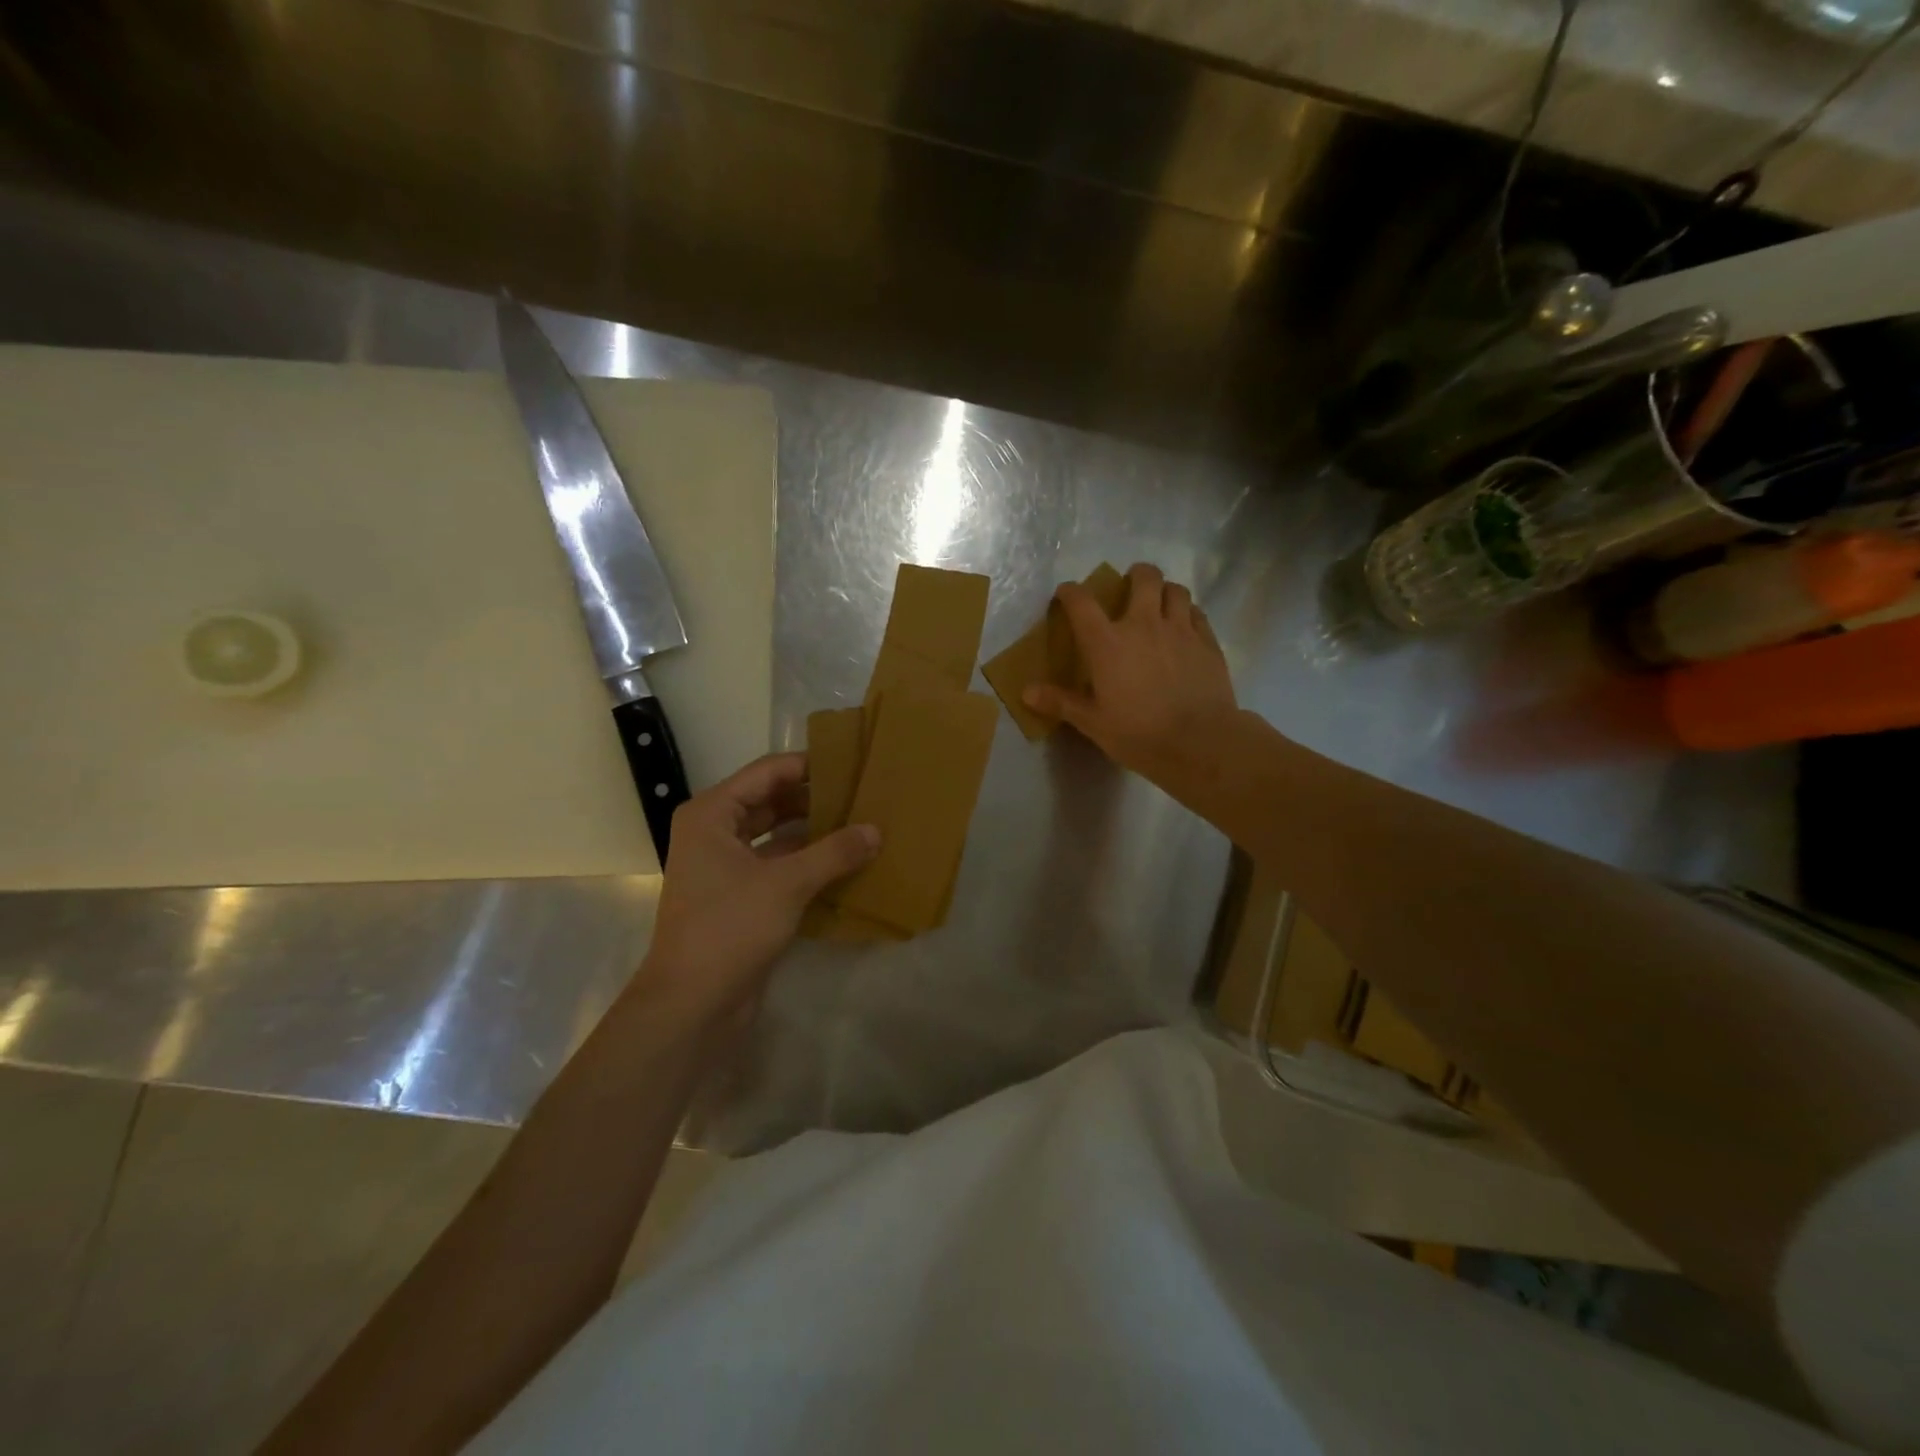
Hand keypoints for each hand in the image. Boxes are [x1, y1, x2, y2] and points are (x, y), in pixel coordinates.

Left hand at [632, 753, 879, 1029]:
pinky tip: (846, 862)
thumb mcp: (787, 884)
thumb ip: (834, 852)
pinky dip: (808, 861)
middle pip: (772, 801)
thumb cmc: (729, 928)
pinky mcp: (740, 896)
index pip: (767, 772)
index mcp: (712, 814)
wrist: (692, 1003)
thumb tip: (876, 830)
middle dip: (815, 798)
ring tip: (861, 823)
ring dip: (814, 832)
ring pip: (778, 835)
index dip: (809, 765)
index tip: (852, 762)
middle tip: (863, 793)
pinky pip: (779, 865)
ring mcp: (726, 866)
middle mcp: (715, 832)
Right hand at [1022, 562, 1238, 785]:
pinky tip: (1185, 627)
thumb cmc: (1138, 733)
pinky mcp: (1208, 642)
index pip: (1082, 602)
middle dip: (1135, 575)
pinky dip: (1188, 613)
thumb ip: (1060, 702)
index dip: (1071, 592)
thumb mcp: (1092, 722)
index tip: (1066, 594)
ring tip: (1160, 603)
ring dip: (1165, 591)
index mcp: (1107, 643)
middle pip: (1144, 578)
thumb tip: (1026, 692)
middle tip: (1130, 587)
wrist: (1198, 742)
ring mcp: (1180, 630)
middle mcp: (1143, 624)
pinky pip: (1197, 613)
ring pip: (1175, 590)